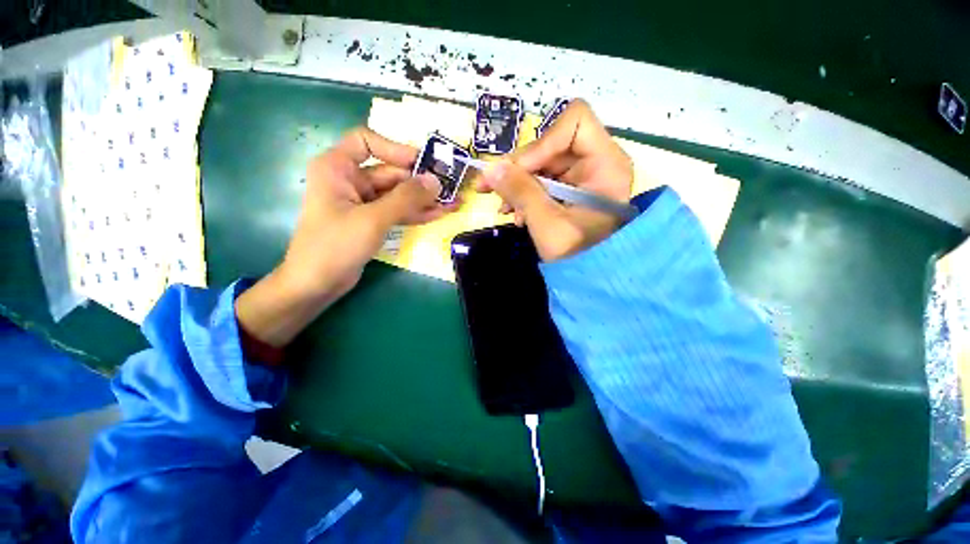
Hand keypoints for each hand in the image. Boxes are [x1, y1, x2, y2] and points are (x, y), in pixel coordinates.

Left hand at [236, 127, 444, 347]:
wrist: (316, 284)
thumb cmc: (335, 246)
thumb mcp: (373, 219)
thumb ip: (406, 199)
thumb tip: (436, 181)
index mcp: (337, 168)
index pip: (367, 142)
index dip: (396, 149)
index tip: (423, 162)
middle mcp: (350, 180)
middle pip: (390, 172)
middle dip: (421, 182)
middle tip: (452, 187)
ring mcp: (362, 202)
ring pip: (398, 194)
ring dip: (424, 199)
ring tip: (453, 201)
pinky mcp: (372, 221)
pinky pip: (397, 211)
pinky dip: (416, 213)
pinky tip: (439, 213)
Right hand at [476, 100, 633, 260]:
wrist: (590, 278)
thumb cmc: (578, 255)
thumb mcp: (546, 223)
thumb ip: (520, 192)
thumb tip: (490, 168)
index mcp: (605, 163)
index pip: (574, 122)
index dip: (542, 142)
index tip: (517, 171)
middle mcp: (596, 161)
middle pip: (551, 143)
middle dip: (518, 168)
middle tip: (489, 188)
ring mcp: (582, 176)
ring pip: (540, 163)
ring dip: (516, 183)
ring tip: (503, 209)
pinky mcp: (569, 190)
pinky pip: (541, 180)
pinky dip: (524, 194)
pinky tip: (515, 214)